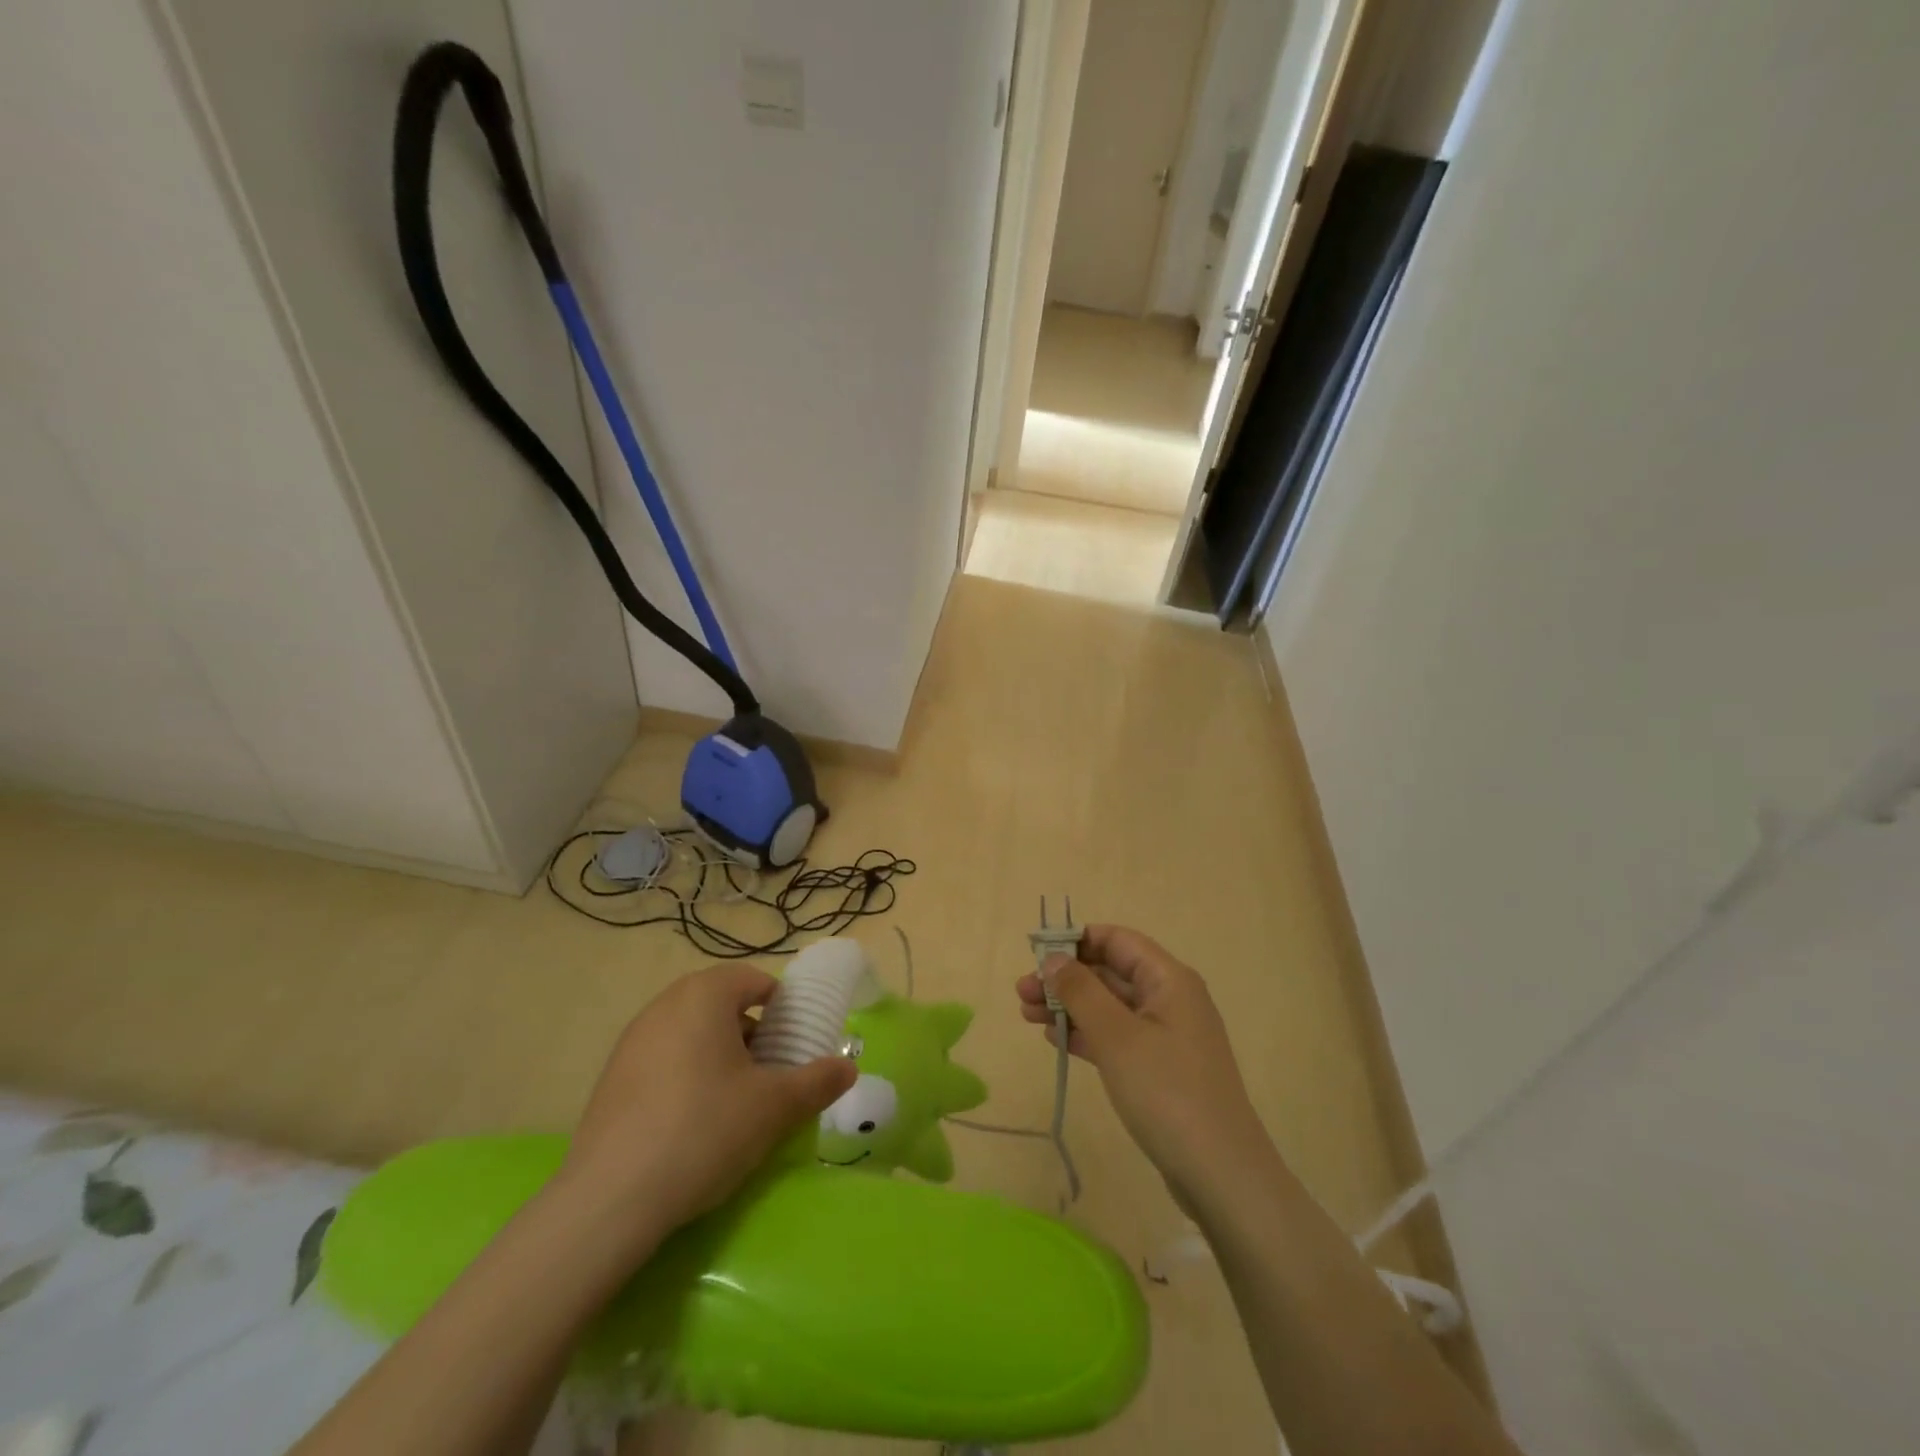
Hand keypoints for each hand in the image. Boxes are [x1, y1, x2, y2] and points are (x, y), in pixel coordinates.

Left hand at [560, 964, 856, 1244]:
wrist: (609, 1200)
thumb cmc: (704, 1130)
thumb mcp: (774, 1107)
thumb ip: (817, 1081)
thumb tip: (849, 1067)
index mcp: (704, 995)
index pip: (755, 980)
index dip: (783, 1009)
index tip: (795, 1046)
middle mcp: (665, 1005)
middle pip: (722, 1005)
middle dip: (753, 1033)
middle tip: (771, 1075)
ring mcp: (632, 1041)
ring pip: (692, 1032)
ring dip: (720, 1055)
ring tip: (736, 1102)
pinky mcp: (611, 1078)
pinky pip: (663, 1060)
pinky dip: (686, 1076)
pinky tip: (693, 1124)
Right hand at [1017, 926, 1270, 1208]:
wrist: (1220, 1174)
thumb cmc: (1167, 1092)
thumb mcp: (1117, 1036)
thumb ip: (1081, 991)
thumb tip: (1054, 958)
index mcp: (1168, 979)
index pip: (1117, 940)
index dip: (1076, 941)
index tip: (1036, 953)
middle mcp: (1170, 999)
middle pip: (1110, 972)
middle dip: (1065, 978)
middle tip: (1021, 993)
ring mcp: (1166, 1035)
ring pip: (1109, 1006)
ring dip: (1069, 1006)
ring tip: (1026, 1016)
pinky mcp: (1160, 1068)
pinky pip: (1116, 1036)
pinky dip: (1086, 1034)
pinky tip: (1055, 1040)